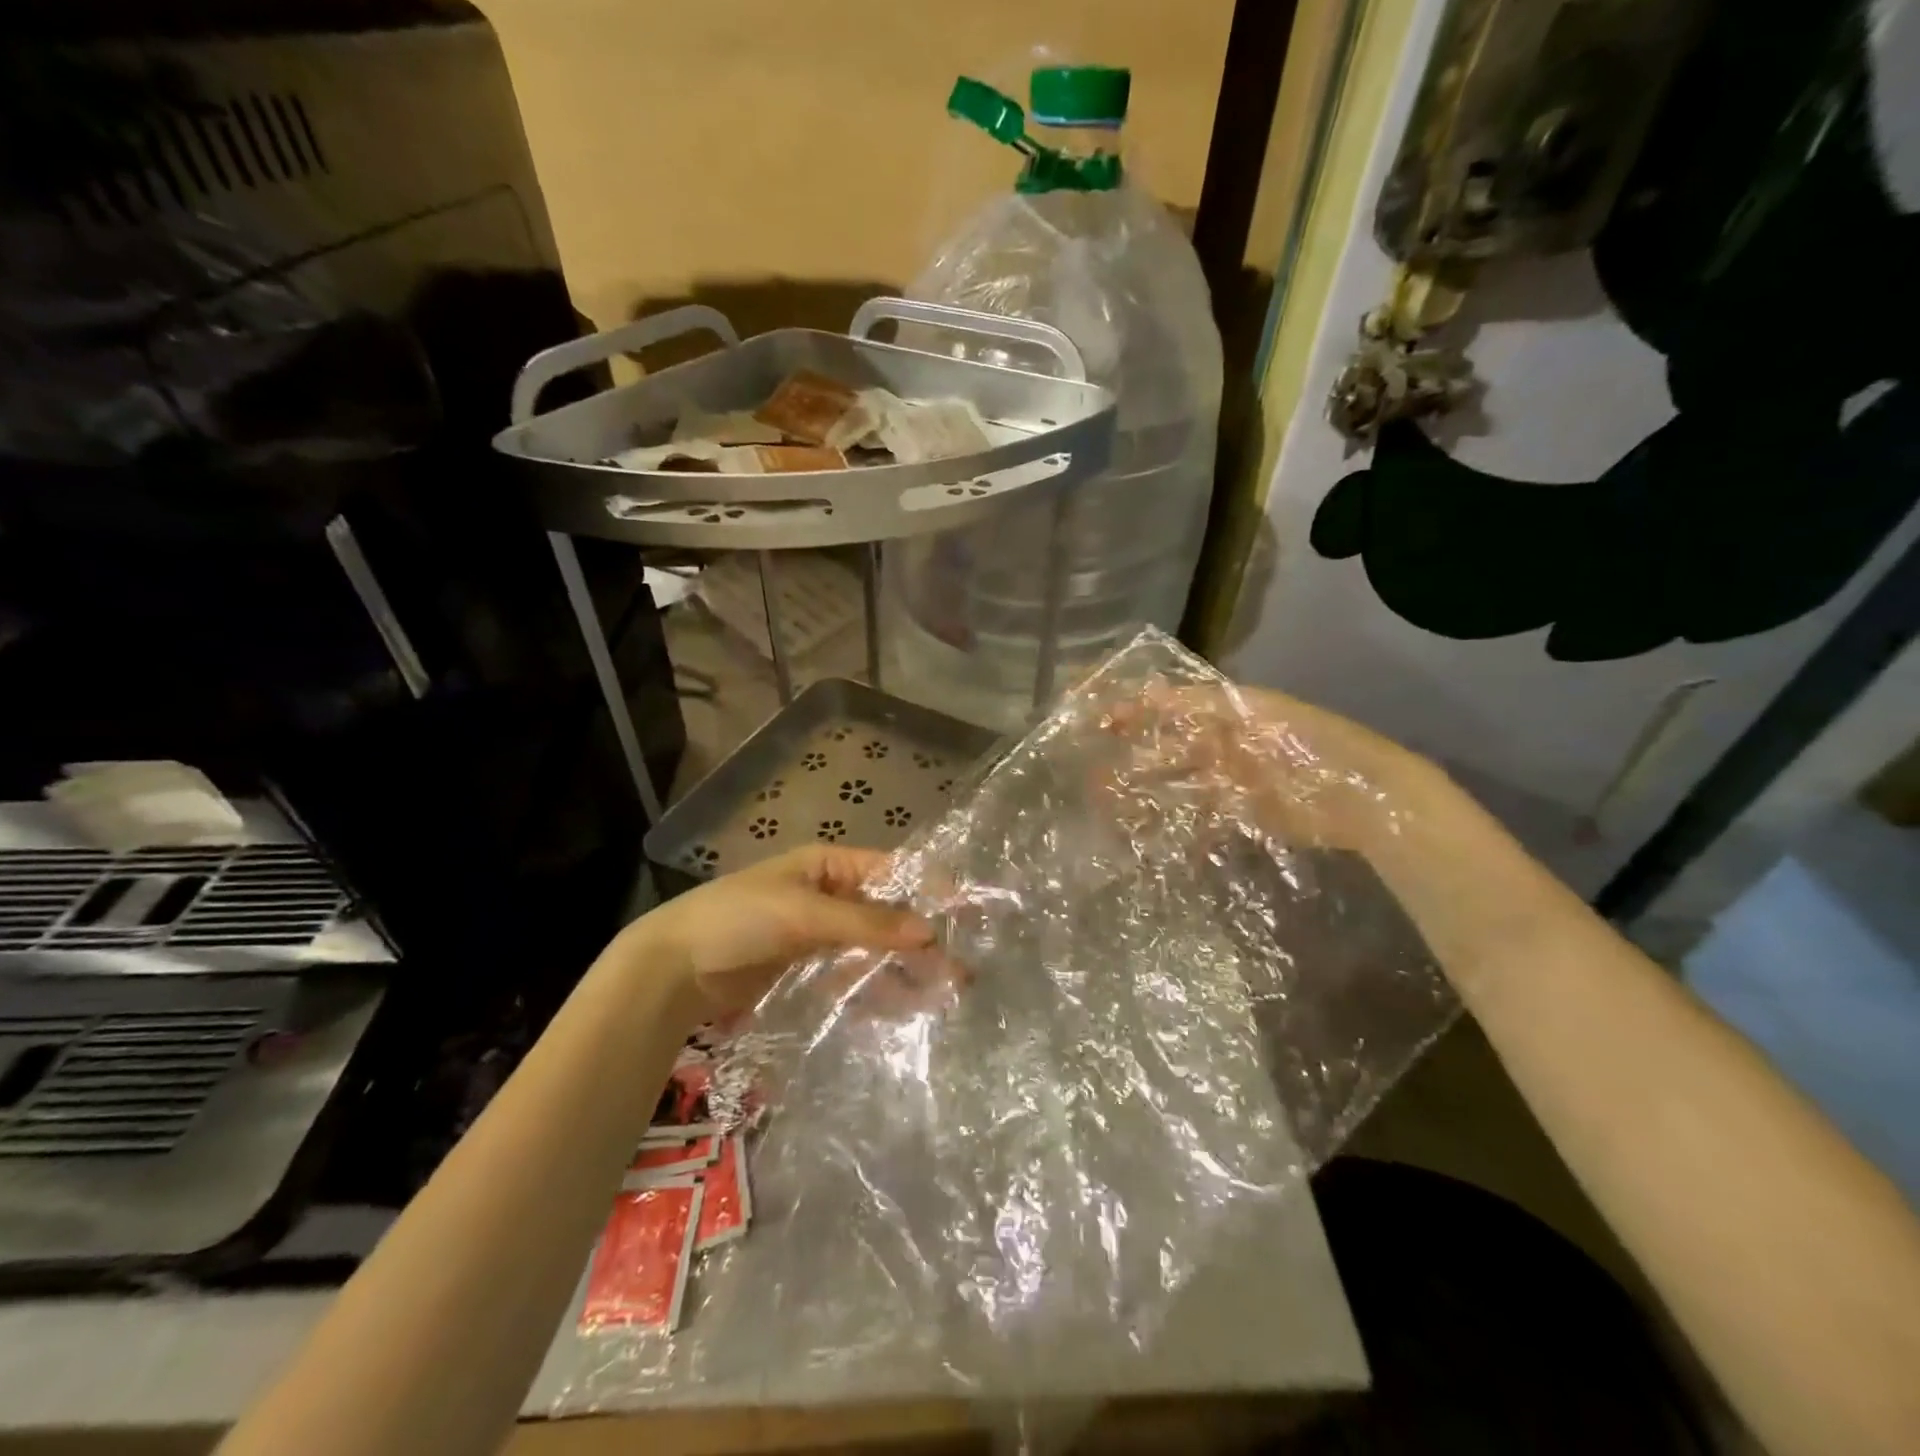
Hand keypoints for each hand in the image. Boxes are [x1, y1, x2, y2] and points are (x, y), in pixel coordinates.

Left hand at [628, 846, 938, 1016]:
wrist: (673, 970)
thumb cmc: (739, 920)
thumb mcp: (805, 913)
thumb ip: (868, 923)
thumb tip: (931, 932)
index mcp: (827, 865)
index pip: (889, 871)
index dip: (927, 890)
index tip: (966, 914)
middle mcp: (828, 895)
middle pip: (885, 913)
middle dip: (921, 938)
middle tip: (960, 968)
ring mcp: (817, 935)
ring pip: (872, 948)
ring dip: (903, 968)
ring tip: (942, 995)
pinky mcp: (806, 971)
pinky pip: (850, 976)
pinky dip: (874, 988)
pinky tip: (903, 1008)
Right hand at [1096, 678, 1446, 855]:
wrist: (1364, 799)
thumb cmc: (1310, 747)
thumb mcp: (1259, 714)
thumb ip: (1205, 705)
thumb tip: (1147, 691)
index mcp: (1228, 713)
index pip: (1170, 705)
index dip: (1134, 709)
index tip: (1097, 718)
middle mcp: (1224, 744)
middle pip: (1168, 747)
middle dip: (1133, 756)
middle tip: (1093, 769)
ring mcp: (1231, 782)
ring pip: (1176, 785)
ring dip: (1145, 793)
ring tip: (1110, 804)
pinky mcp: (1241, 815)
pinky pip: (1198, 819)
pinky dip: (1175, 827)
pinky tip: (1148, 836)